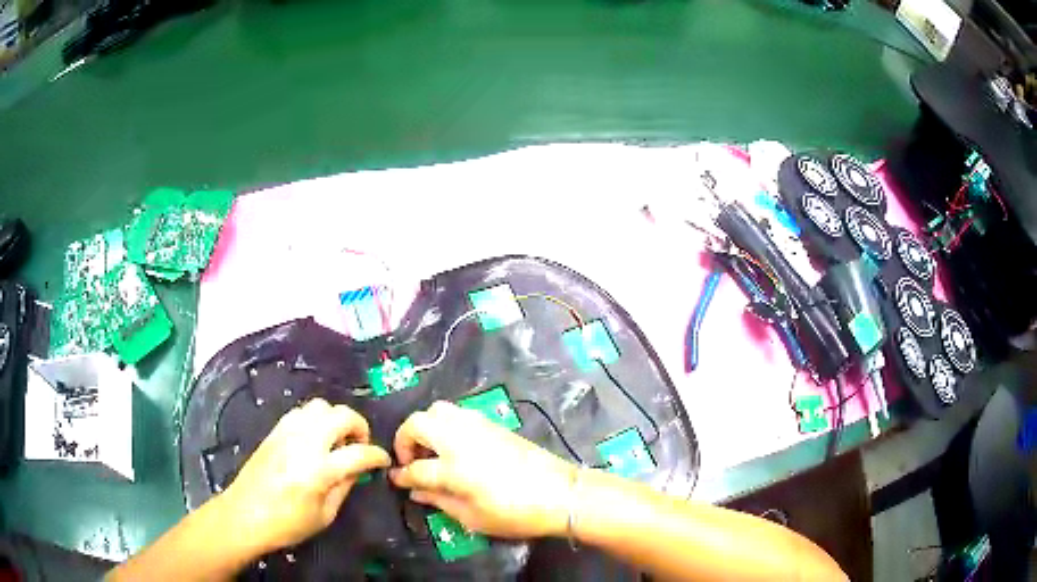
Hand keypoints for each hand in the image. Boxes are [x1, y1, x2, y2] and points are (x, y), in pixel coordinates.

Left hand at [221, 398, 390, 551]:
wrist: (245, 514)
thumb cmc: (287, 524)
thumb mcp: (325, 515)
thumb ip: (344, 487)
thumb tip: (358, 469)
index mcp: (319, 470)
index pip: (359, 453)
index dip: (377, 455)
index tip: (382, 461)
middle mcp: (304, 443)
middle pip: (341, 415)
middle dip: (359, 427)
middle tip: (359, 445)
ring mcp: (287, 432)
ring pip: (320, 406)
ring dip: (335, 419)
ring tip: (335, 441)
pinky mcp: (275, 430)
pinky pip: (301, 411)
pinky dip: (315, 419)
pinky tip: (314, 439)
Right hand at [390, 401, 576, 538]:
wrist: (561, 493)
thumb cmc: (516, 514)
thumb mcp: (473, 517)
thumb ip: (439, 501)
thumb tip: (415, 491)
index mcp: (454, 468)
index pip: (415, 468)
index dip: (402, 475)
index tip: (396, 479)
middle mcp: (460, 440)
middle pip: (418, 424)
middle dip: (405, 440)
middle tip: (411, 460)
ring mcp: (477, 427)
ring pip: (437, 411)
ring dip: (425, 427)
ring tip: (431, 452)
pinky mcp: (492, 423)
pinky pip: (458, 413)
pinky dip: (445, 424)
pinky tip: (453, 447)